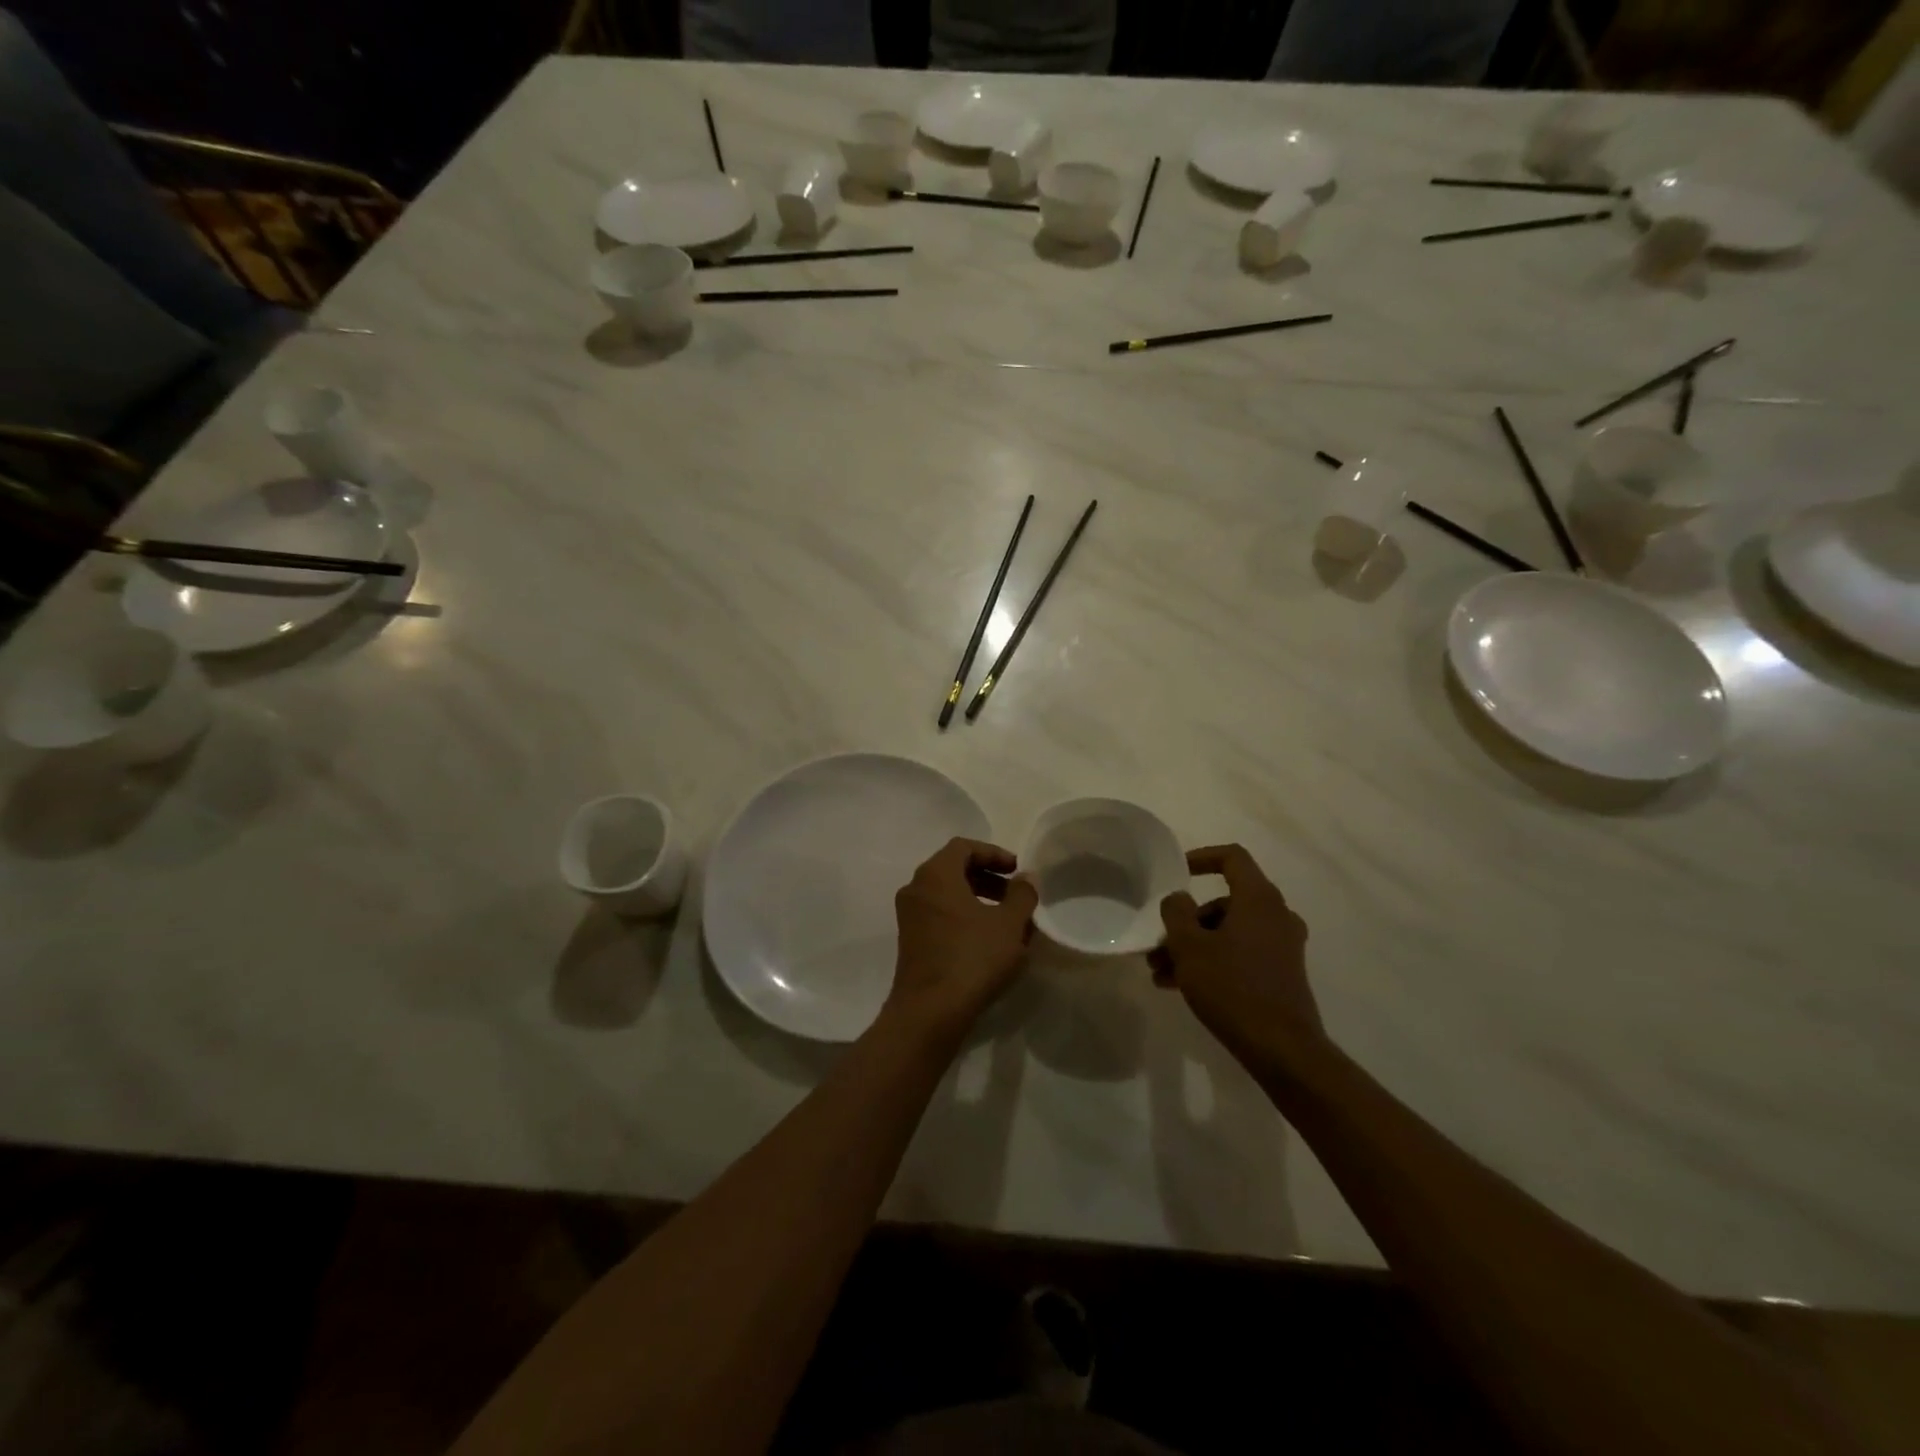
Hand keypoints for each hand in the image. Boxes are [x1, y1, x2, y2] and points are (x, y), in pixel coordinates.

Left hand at [885, 837, 1038, 1040]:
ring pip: (946, 894)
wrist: (929, 1012)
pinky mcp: (910, 941)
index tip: (1017, 870)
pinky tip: (987, 940)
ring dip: (977, 898)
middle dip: (987, 877)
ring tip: (1006, 919)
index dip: (993, 853)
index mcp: (935, 874)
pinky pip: (939, 915)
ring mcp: (909, 916)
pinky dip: (963, 916)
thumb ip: (1022, 895)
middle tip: (1014, 894)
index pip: (964, 847)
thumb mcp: (1009, 925)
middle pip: (953, 869)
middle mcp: (916, 888)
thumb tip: (1026, 877)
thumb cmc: (972, 958)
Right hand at [1149, 844, 1322, 1061]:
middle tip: (1159, 944)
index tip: (1177, 872)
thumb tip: (1178, 899)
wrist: (1282, 1049)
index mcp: (1259, 899)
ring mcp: (1282, 946)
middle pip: (1224, 902)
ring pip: (1228, 932)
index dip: (1201, 857)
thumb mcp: (1189, 947)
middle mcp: (1276, 916)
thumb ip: (1176, 913)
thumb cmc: (1232, 987)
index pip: (1232, 858)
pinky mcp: (1281, 974)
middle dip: (1186, 921)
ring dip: (1193, 946)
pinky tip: (1181, 986)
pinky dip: (1212, 961)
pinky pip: (1240, 954)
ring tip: (1161, 973)